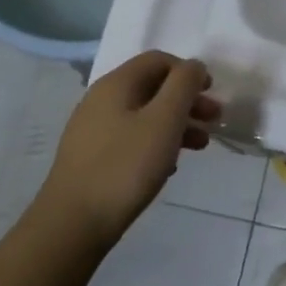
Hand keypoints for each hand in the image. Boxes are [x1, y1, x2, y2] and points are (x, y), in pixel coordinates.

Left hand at [34, 51, 219, 250]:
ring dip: (175, 123)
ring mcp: (93, 129)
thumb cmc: (125, 166)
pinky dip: (155, 142)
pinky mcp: (90, 157)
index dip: (188, 71)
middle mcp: (101, 99)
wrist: (71, 225)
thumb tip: (193, 66)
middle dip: (187, 100)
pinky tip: (169, 166)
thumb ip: (183, 85)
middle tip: (213, 121)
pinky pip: (131, 137)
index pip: (158, 60)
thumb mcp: (164, 120)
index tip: (210, 93)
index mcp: (117, 84)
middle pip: (152, 87)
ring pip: (143, 114)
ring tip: (200, 146)